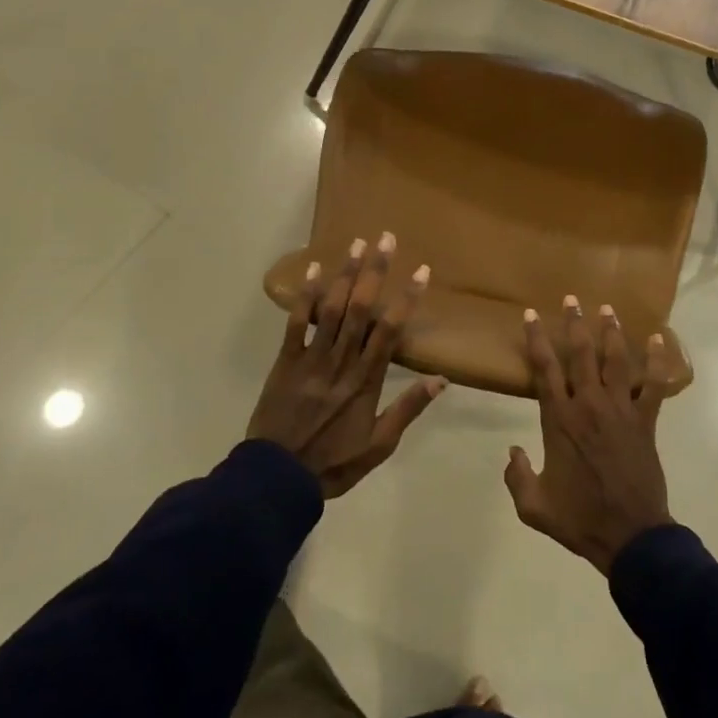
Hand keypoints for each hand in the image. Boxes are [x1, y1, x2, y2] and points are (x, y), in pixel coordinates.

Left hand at [249, 232, 444, 497]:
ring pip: (331, 309)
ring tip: (357, 243)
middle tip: (385, 239)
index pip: (390, 331)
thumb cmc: (333, 463)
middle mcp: (341, 362)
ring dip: (345, 275)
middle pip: (361, 309)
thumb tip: (441, 379)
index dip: (406, 299)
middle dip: (375, 271)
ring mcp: (311, 359)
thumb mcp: (379, 445)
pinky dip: (303, 296)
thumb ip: (408, 409)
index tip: (420, 271)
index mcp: (366, 381)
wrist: (276, 479)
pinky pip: (296, 324)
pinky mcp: (285, 361)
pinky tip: (312, 269)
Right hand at [504, 296, 681, 574]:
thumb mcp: (533, 507)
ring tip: (607, 308)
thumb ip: (516, 477)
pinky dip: (656, 361)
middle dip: (574, 324)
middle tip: (571, 299)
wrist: (630, 536)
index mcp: (559, 420)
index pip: (544, 369)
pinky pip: (653, 385)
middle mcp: (588, 405)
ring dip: (610, 332)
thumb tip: (511, 451)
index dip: (536, 339)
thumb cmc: (580, 519)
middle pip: (580, 354)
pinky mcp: (645, 421)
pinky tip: (657, 338)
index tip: (531, 314)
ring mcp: (620, 410)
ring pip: (614, 361)